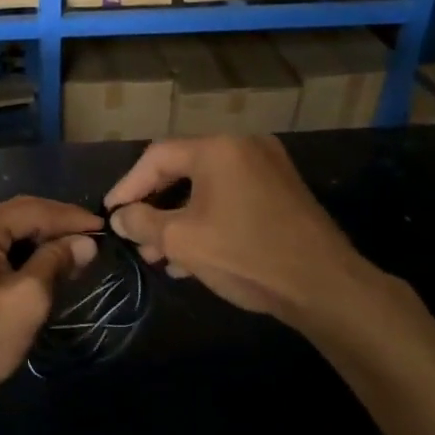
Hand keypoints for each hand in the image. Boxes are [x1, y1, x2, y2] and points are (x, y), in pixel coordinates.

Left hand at [0, 196, 100, 419]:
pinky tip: (42, 267)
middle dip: (55, 228)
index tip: (103, 227)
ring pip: (4, 235)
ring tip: (73, 254)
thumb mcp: (28, 299)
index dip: (70, 217)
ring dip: (38, 243)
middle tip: (92, 241)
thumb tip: (85, 242)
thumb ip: (57, 262)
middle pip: (15, 217)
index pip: (31, 210)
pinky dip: (18, 256)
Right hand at [105, 136, 366, 328]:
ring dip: (178, 219)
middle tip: (135, 237)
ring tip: (158, 255)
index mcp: (218, 149)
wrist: (324, 286)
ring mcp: (268, 169)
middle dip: (154, 207)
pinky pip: (231, 199)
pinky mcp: (282, 193)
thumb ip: (142, 223)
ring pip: (207, 189)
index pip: (157, 157)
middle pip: (182, 170)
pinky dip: (206, 220)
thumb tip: (119, 216)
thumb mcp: (182, 241)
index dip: (128, 185)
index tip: (110, 214)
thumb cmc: (246, 255)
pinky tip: (190, 257)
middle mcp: (244, 147)